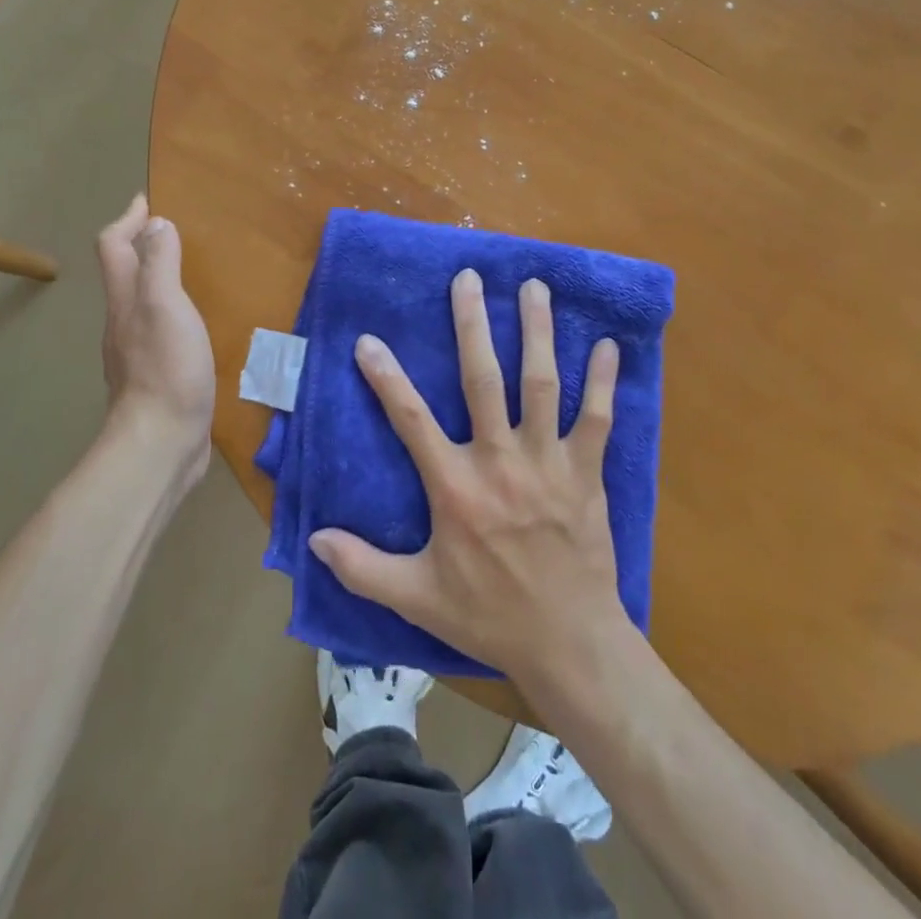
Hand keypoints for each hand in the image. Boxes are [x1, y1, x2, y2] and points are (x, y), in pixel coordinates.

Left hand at [96, 194, 215, 482]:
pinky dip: (173, 313)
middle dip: (143, 246)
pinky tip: (195, 324)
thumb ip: (160, 263)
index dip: (127, 219)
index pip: (114, 247)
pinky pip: (160, 331)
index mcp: (125, 301)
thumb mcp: (166, 306)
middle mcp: (124, 323)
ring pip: (142, 303)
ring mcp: (138, 353)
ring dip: (159, 280)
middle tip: (173, 233)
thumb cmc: (166, 369)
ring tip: (189, 273)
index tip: (147, 200)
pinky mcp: (157, 378)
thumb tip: (155, 224)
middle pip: (124, 274)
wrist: (161, 444)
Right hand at [307, 269, 627, 685]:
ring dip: (536, 332)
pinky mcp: (586, 472)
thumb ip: (363, 568)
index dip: (386, 377)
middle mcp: (499, 461)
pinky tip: (607, 344)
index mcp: (454, 487)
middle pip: (482, 379)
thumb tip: (313, 540)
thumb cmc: (489, 615)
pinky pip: (596, 417)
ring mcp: (547, 463)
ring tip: (534, 287)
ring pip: (541, 383)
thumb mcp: (417, 596)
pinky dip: (602, 380)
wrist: (569, 643)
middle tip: (469, 279)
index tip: (368, 340)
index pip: (410, 419)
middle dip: (473, 325)